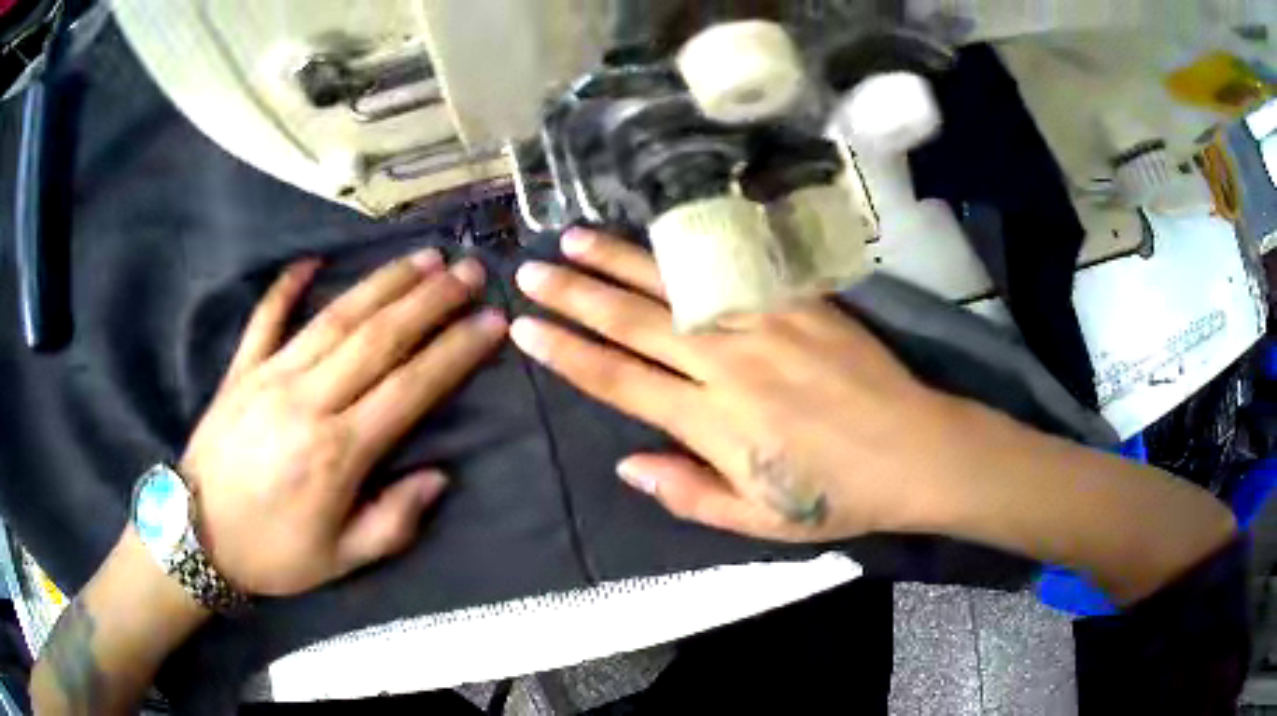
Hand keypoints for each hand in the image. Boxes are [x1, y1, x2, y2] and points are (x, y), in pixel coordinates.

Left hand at [181, 249, 506, 595]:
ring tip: (422, 257)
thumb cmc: (272, 553)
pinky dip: (287, 286)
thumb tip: (438, 477)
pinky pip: (266, 318)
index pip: (410, 389)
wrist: (196, 537)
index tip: (491, 322)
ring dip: (382, 283)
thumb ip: (393, 523)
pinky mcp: (241, 370)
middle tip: (469, 271)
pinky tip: (312, 259)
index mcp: (337, 453)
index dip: (454, 352)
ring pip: (335, 318)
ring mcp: (270, 377)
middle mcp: (308, 402)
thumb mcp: (340, 560)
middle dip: (430, 300)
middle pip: (378, 338)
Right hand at [510, 229, 973, 543]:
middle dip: (574, 295)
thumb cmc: (837, 496)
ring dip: (618, 260)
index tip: (525, 329)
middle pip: (633, 322)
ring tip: (573, 239)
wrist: (915, 451)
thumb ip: (687, 493)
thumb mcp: (758, 520)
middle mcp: (727, 363)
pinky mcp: (799, 302)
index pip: (617, 380)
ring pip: (675, 286)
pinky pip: (734, 269)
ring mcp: (764, 323)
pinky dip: (689, 252)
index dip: (566, 353)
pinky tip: (659, 234)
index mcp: (712, 422)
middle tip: (531, 272)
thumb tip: (626, 465)